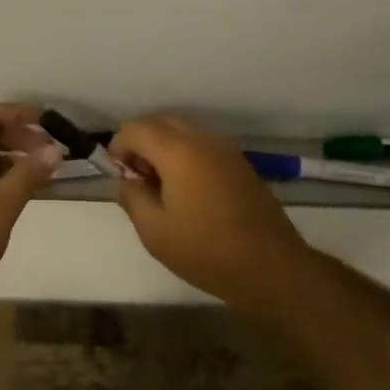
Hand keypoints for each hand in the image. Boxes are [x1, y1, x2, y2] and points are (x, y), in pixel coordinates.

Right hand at [110, 115, 313, 305]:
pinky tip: (188, 193)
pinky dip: (186, 156)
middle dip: (141, 144)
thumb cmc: (206, 250)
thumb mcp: (154, 231)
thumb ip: (132, 198)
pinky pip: (203, 146)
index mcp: (178, 150)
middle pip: (160, 122)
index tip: (120, 178)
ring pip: (183, 132)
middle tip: (138, 180)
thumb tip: (127, 182)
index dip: (119, 148)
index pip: (135, 128)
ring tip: (162, 188)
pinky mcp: (241, 164)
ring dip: (164, 149)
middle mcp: (203, 140)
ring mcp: (226, 150)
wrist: (271, 267)